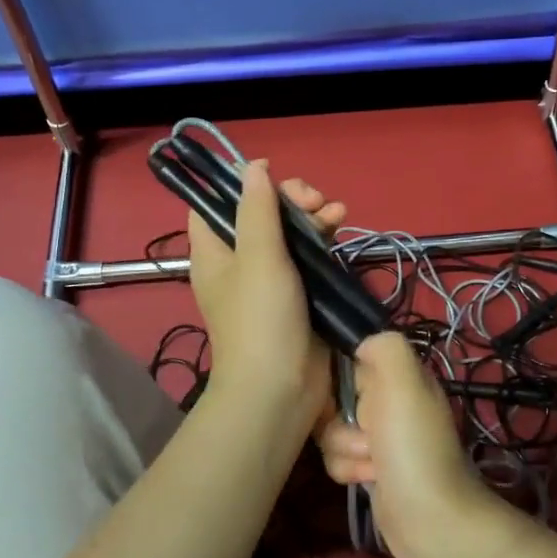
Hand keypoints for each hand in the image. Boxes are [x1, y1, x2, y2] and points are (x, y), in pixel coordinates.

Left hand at [188, 161, 345, 433]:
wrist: (280, 390)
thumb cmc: (260, 320)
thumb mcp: (258, 257)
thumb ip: (258, 209)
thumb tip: (253, 167)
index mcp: (215, 252)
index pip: (214, 205)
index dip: (239, 184)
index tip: (270, 175)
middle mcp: (239, 262)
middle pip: (260, 214)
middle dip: (288, 199)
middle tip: (313, 200)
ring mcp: (270, 279)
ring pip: (289, 233)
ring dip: (312, 216)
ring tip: (337, 211)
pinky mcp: (299, 294)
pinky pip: (308, 256)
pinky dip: (323, 239)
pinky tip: (342, 226)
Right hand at [317, 333, 509, 557]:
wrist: (430, 519)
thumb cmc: (414, 447)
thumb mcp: (405, 384)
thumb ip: (384, 348)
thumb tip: (360, 343)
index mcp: (401, 375)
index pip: (350, 357)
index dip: (338, 375)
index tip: (342, 394)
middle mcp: (390, 401)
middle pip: (334, 395)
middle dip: (339, 418)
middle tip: (367, 434)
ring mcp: (379, 436)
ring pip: (330, 429)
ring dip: (345, 448)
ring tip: (373, 463)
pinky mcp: (369, 467)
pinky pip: (336, 457)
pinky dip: (347, 469)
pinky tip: (368, 480)